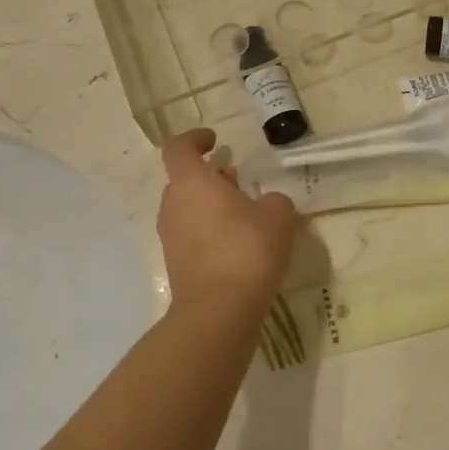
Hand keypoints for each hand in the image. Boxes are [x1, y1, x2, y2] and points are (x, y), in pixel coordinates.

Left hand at [157, 129, 297, 325]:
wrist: (219, 310)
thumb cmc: (247, 249)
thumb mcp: (278, 214)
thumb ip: (272, 200)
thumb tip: (264, 204)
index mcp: (191, 182)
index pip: (179, 148)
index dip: (194, 139)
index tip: (215, 140)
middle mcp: (173, 205)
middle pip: (185, 181)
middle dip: (211, 178)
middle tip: (239, 183)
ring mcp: (170, 237)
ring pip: (188, 209)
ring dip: (211, 207)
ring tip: (245, 217)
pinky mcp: (176, 265)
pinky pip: (192, 236)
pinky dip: (210, 233)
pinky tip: (239, 246)